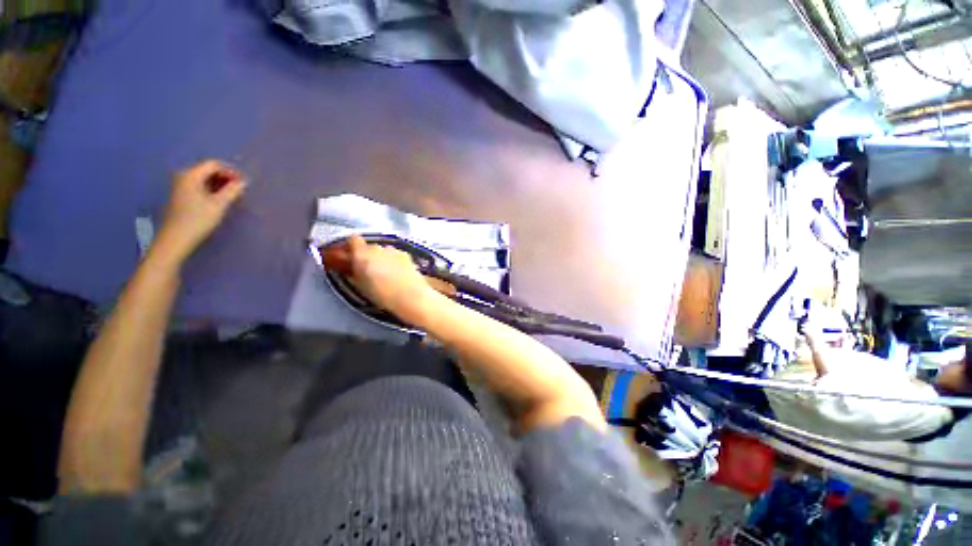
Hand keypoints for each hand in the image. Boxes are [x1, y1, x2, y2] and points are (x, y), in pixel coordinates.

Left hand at [156, 160, 245, 262]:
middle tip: (240, 190)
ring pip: (204, 179)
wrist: (176, 239)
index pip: (213, 164)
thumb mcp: (219, 205)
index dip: (230, 171)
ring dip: (220, 185)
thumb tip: (243, 182)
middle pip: (208, 170)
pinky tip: (219, 200)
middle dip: (225, 178)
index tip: (244, 183)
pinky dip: (211, 190)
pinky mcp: (181, 195)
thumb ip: (232, 191)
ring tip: (232, 196)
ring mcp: (180, 186)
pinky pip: (199, 186)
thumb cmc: (197, 220)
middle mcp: (183, 176)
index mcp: (191, 175)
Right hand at [345, 235, 442, 323]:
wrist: (410, 296)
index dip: (351, 247)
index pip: (353, 240)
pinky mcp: (407, 256)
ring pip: (384, 251)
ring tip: (385, 275)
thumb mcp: (360, 287)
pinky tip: (397, 275)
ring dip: (383, 259)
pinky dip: (395, 262)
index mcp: (362, 254)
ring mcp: (394, 250)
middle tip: (368, 270)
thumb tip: (354, 270)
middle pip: (369, 247)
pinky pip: (396, 256)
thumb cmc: (383, 295)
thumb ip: (355, 274)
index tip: (351, 256)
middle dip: (368, 256)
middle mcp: (378, 248)